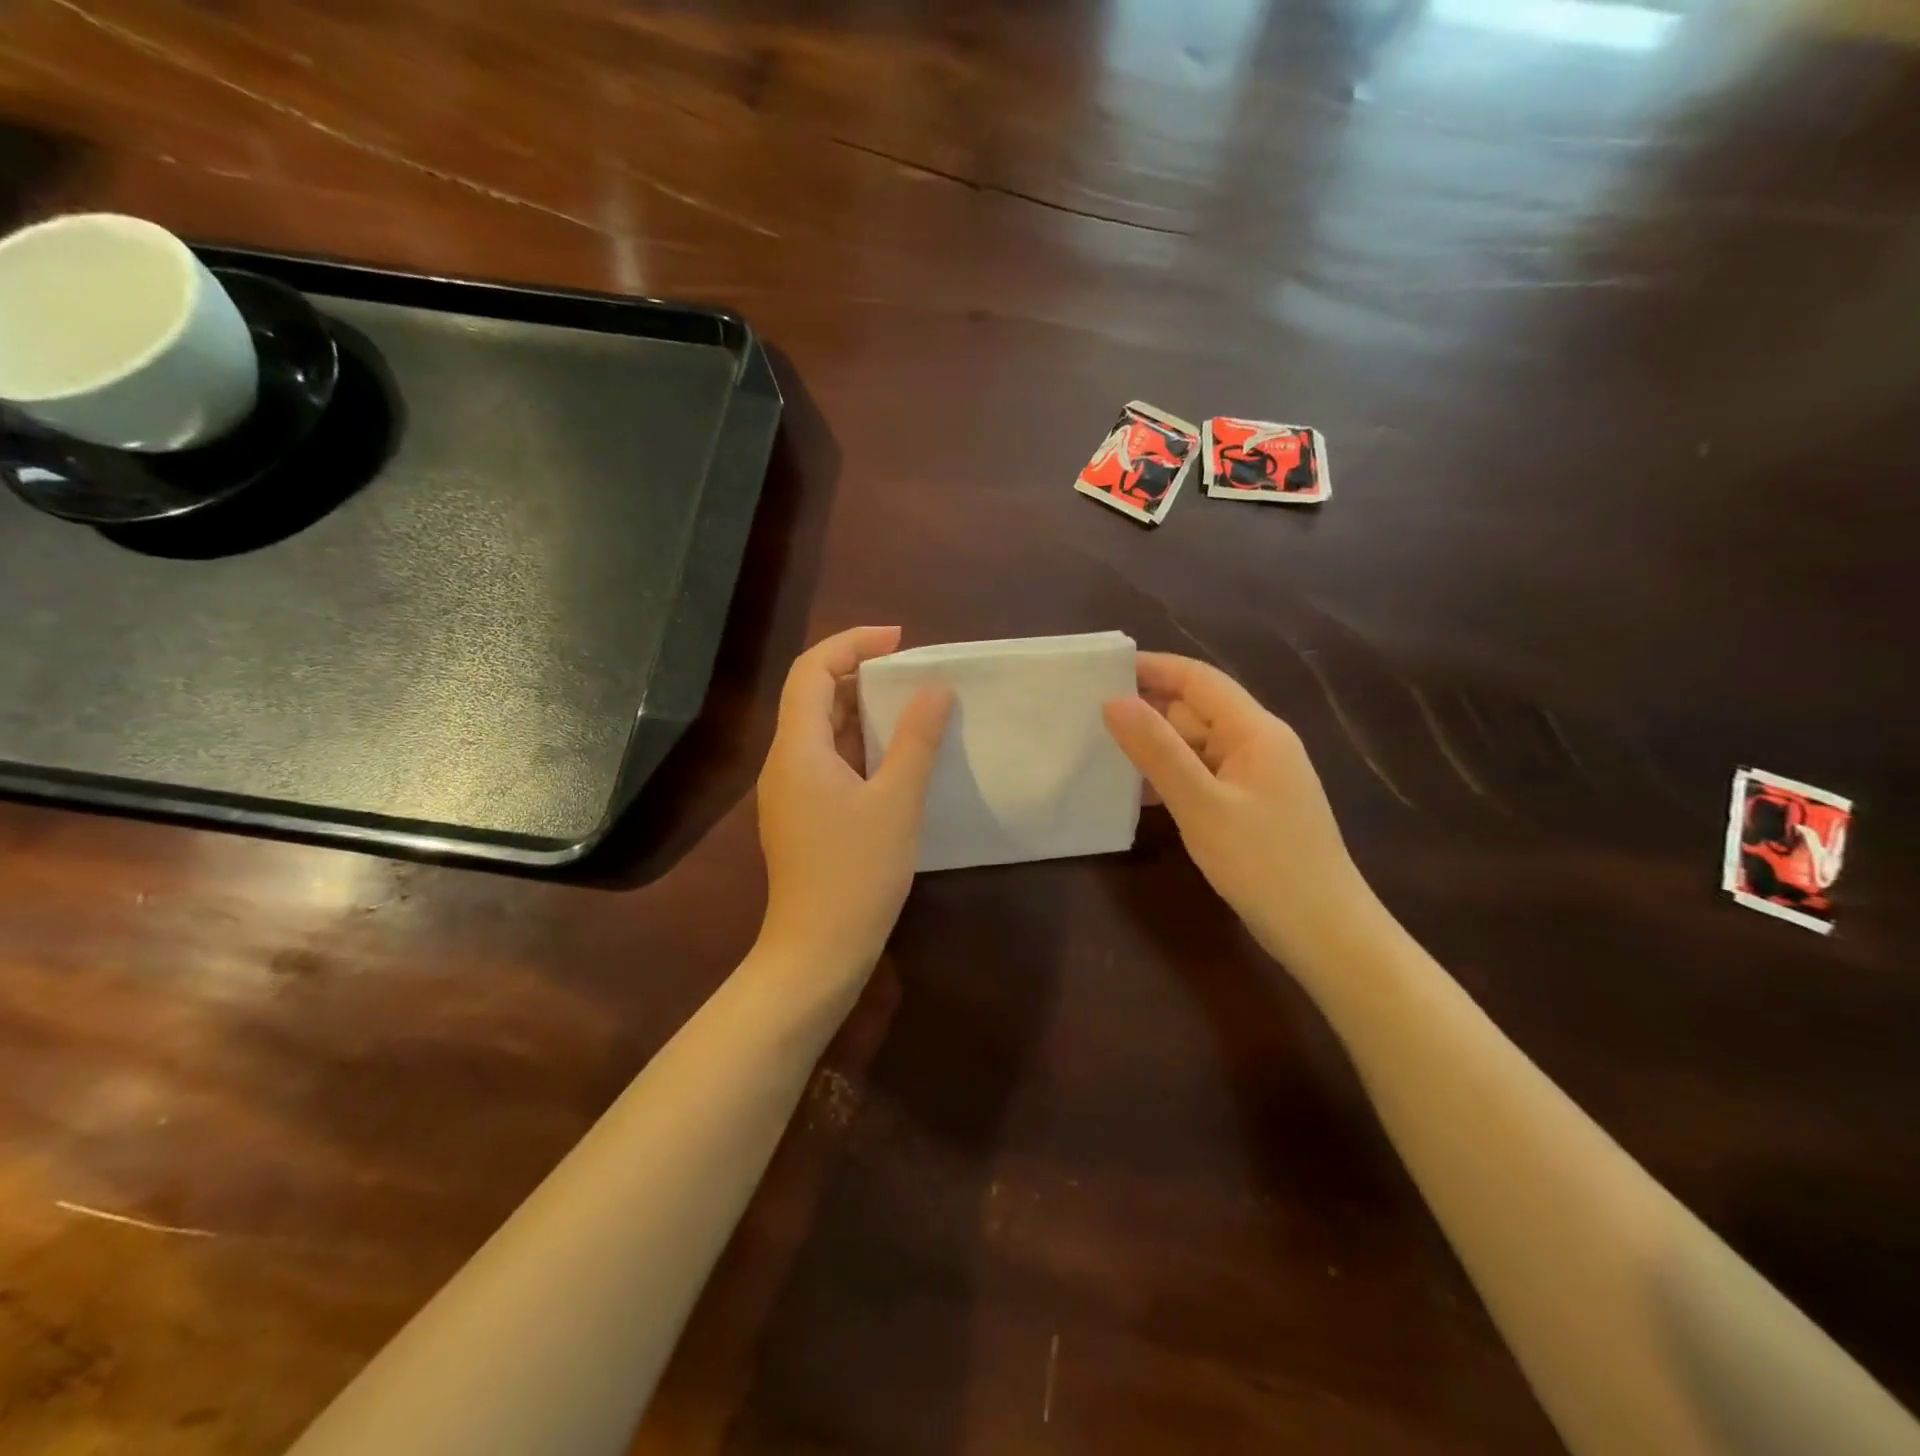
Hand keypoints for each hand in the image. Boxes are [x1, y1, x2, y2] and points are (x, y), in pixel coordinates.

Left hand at [756, 626, 953, 975]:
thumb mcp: (898, 802)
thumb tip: (936, 690)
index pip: (812, 670)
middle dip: (861, 675)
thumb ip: (917, 740)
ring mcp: (790, 792)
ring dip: (862, 712)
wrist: (818, 951)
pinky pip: (827, 761)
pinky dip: (860, 745)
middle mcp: (784, 762)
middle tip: (913, 675)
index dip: (852, 644)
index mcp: (798, 749)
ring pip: (822, 731)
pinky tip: (895, 757)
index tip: (900, 642)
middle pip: (814, 696)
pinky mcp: (801, 815)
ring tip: (912, 709)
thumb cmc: (857, 873)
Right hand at [1103, 652, 1369, 959]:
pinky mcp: (1253, 807)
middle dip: (1147, 710)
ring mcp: (1258, 777)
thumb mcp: (1201, 805)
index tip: (1103, 670)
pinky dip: (1173, 777)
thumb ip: (1157, 750)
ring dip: (1156, 747)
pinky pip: (1205, 776)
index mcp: (1255, 731)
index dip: (1153, 668)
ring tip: (1101, 752)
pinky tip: (1138, 794)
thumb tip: (1113, 700)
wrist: (1325, 933)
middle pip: (1197, 711)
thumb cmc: (1264, 864)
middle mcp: (1260, 744)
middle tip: (1088, 716)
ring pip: (1198, 746)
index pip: (1199, 680)